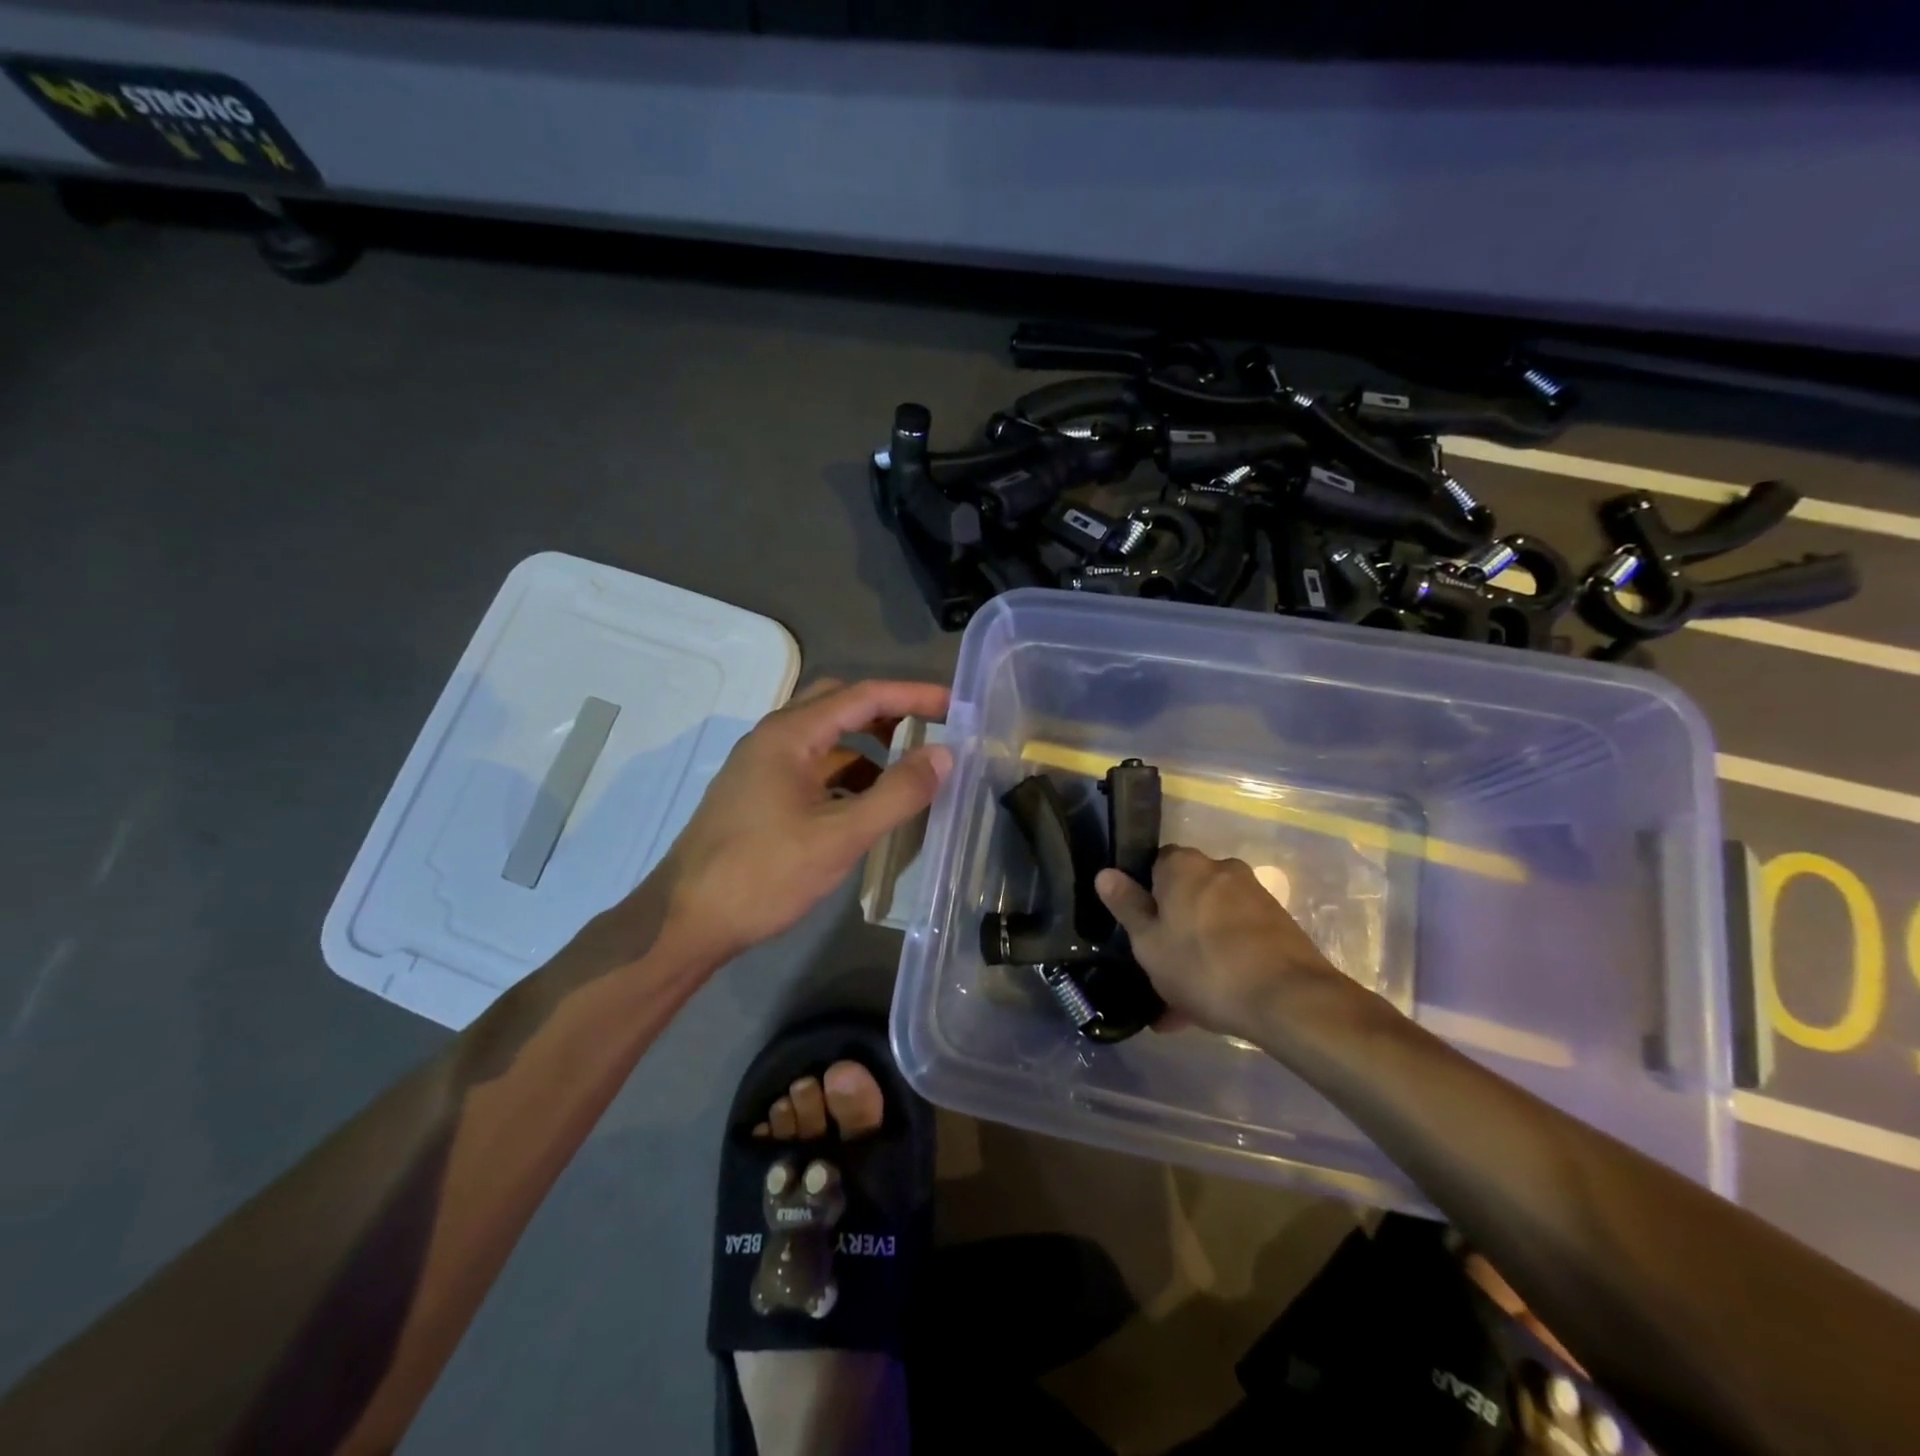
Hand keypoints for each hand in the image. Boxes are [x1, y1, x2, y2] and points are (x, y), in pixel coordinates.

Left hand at [655, 678, 952, 960]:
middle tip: (930, 729)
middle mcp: (772, 738)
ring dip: (867, 746)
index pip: (862, 695)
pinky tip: (865, 803)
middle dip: (888, 712)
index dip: (912, 695)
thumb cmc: (763, 874)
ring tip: (906, 771)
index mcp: (789, 734)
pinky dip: (845, 773)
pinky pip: (812, 767)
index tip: (955, 706)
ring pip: (824, 738)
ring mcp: (761, 766)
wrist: (684, 920)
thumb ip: (897, 794)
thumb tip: (945, 755)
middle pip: (839, 705)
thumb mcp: (840, 836)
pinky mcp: (758, 794)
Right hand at [1095, 847, 1338, 1039]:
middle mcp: (1220, 869)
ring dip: (1196, 953)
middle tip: (1158, 973)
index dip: (1143, 897)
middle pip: (1185, 895)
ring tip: (1182, 1005)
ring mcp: (1254, 896)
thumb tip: (1105, 873)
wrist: (1289, 1000)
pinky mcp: (1278, 924)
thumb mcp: (1149, 943)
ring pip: (1210, 923)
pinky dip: (1223, 962)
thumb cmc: (1204, 967)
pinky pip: (1236, 939)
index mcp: (1183, 865)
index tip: (1138, 931)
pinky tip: (1212, 1005)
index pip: (1153, 866)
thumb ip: (1127, 906)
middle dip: (1171, 930)